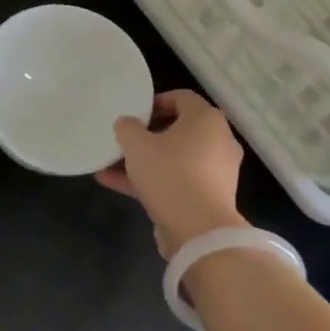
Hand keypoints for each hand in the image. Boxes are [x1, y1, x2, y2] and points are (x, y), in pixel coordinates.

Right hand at [97, 90, 245, 256]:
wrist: (200, 232)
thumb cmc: (170, 174)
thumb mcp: (138, 145)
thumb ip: (128, 128)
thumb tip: (126, 123)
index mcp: (207, 119)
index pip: (181, 98)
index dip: (155, 101)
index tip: (134, 113)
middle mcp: (218, 141)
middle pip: (179, 129)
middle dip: (148, 135)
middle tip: (125, 139)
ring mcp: (216, 172)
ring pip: (175, 158)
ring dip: (145, 161)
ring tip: (111, 165)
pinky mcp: (209, 198)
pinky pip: (177, 181)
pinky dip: (152, 181)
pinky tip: (116, 185)